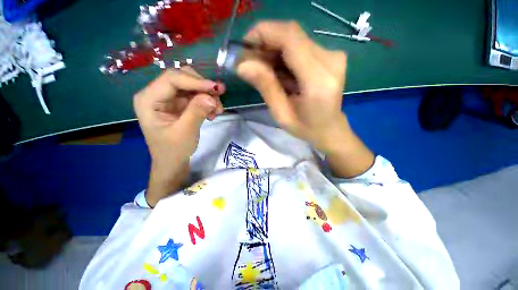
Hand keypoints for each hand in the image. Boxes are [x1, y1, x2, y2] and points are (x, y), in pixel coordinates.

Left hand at [134, 68, 224, 205]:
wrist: (173, 162)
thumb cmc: (173, 150)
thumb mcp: (185, 132)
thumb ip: (196, 112)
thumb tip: (211, 97)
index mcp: (148, 99)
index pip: (172, 79)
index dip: (196, 81)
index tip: (216, 89)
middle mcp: (157, 94)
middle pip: (183, 78)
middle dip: (203, 88)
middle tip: (218, 100)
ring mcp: (169, 99)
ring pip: (192, 86)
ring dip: (208, 96)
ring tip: (217, 111)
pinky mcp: (180, 105)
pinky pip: (196, 96)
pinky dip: (207, 102)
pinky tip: (213, 113)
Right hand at [237, 21, 373, 176]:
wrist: (330, 129)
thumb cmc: (306, 128)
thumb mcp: (281, 114)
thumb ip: (266, 87)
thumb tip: (242, 65)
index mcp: (318, 80)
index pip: (289, 38)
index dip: (263, 34)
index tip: (244, 48)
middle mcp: (330, 60)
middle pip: (291, 34)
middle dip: (265, 43)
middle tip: (250, 62)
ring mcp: (333, 55)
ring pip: (294, 39)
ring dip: (273, 50)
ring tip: (264, 71)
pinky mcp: (331, 55)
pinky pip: (300, 46)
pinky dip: (284, 55)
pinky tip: (279, 72)